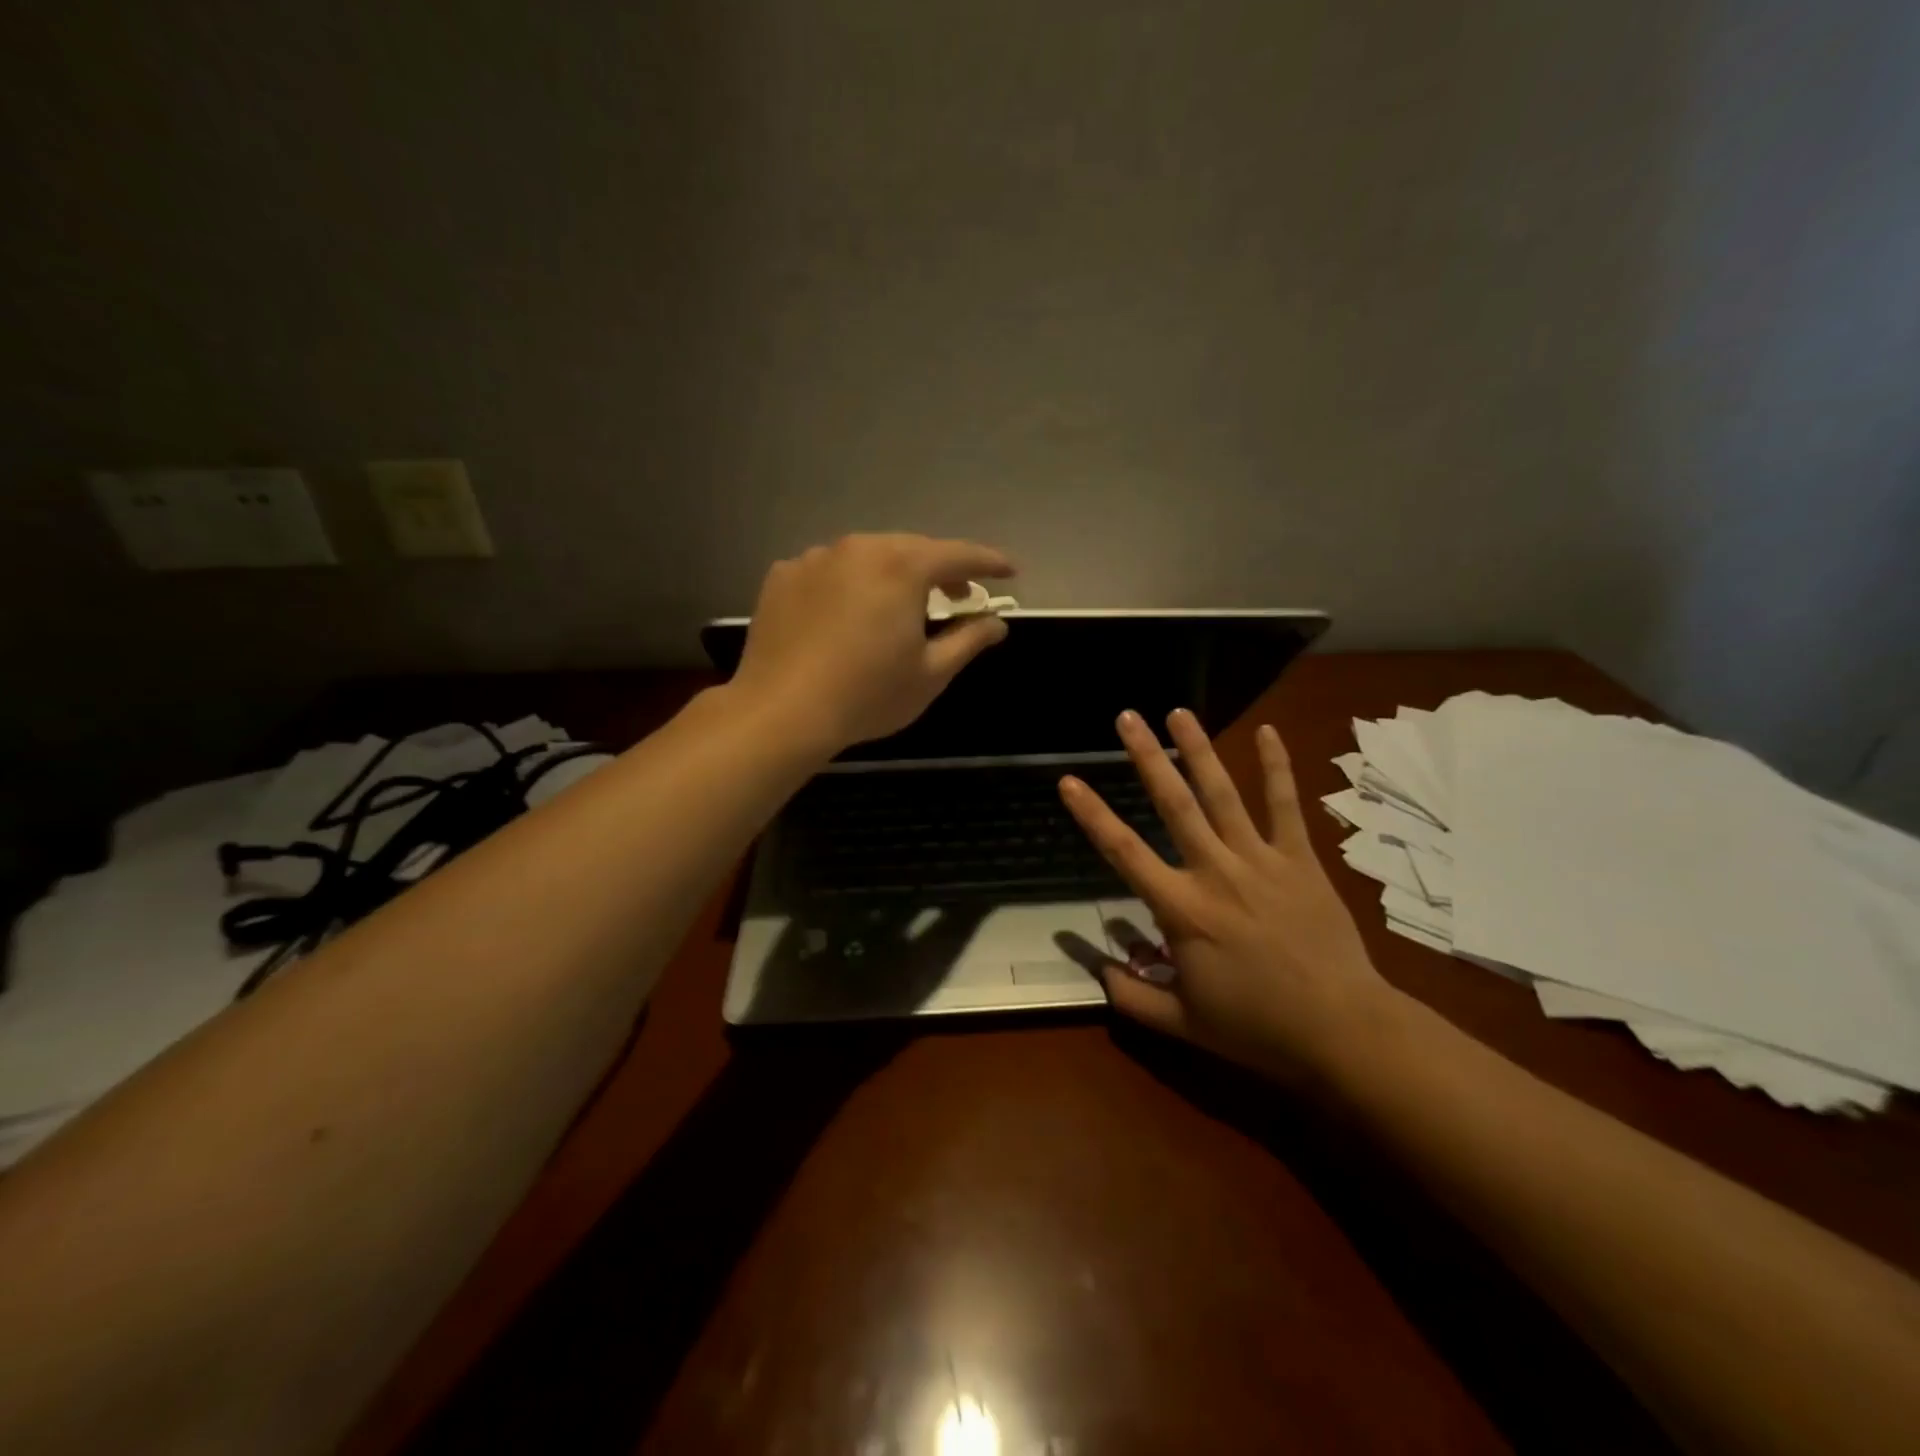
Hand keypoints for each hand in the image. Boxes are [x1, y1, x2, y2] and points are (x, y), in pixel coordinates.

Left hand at [730, 533, 1015, 753]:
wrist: (780, 712)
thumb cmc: (867, 695)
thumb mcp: (931, 673)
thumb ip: (968, 640)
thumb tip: (997, 623)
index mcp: (901, 566)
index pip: (958, 554)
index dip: (989, 562)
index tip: (1010, 571)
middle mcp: (858, 548)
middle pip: (911, 550)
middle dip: (940, 569)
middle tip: (959, 594)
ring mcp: (814, 559)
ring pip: (867, 557)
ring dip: (892, 575)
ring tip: (901, 606)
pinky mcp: (782, 576)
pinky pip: (828, 571)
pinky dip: (848, 584)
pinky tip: (847, 615)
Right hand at [1059, 709, 1398, 1077]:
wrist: (1343, 1031)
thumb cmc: (1257, 1028)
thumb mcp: (1182, 1022)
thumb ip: (1131, 996)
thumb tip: (1097, 968)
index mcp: (1183, 909)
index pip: (1124, 852)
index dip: (1092, 814)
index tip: (1069, 780)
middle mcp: (1216, 872)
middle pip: (1174, 803)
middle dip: (1147, 756)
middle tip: (1127, 717)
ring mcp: (1262, 860)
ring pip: (1223, 793)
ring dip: (1199, 750)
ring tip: (1178, 712)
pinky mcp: (1300, 860)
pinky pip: (1286, 806)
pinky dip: (1277, 767)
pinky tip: (1268, 732)